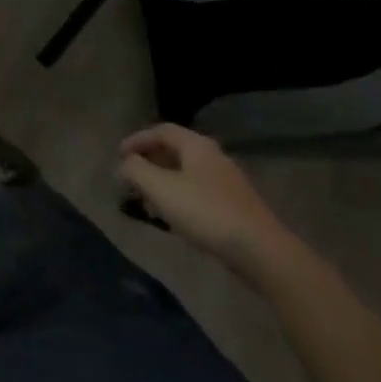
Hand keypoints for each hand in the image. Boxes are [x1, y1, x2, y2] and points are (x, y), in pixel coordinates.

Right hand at [118, 125, 288, 271]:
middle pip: (174, 150)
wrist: (260, 251)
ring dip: (163, 181)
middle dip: (149, 161)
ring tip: (147, 200)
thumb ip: (137, 171)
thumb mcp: (161, 189)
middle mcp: (213, 156)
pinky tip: (174, 217)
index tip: (119, 155)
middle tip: (131, 177)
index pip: (161, 131)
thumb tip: (125, 164)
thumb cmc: (206, 212)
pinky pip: (198, 191)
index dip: (137, 139)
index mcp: (196, 146)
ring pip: (186, 172)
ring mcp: (227, 181)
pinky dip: (179, 196)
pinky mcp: (234, 205)